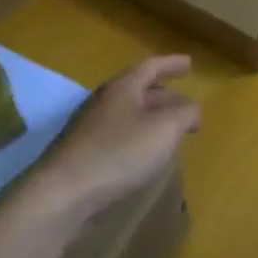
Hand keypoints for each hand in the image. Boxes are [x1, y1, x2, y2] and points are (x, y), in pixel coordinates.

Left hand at [28, 55, 200, 222]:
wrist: (64, 193)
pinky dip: (139, 139)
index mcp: (122, 88)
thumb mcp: (164, 130)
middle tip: (187, 105)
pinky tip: (147, 156)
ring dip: (152, 119)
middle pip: (139, 91)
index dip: (171, 64)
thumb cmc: (119, 152)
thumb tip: (193, 110)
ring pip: (129, 115)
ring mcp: (90, 129)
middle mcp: (104, 102)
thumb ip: (185, 115)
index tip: (190, 64)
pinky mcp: (84, 154)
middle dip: (165, 96)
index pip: (150, 66)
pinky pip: (119, 137)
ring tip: (171, 131)